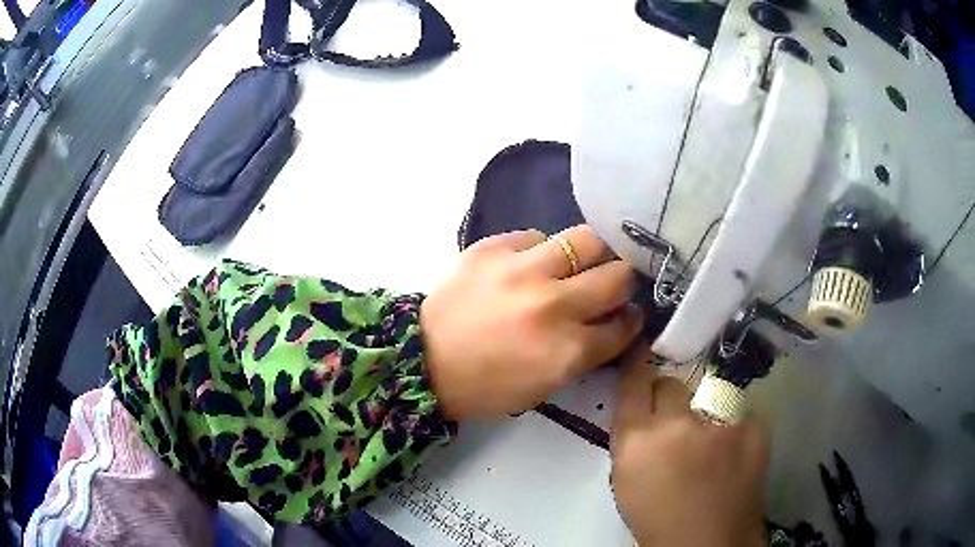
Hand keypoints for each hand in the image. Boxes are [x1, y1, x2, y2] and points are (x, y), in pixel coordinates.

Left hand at [421, 225, 643, 420]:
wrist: (423, 361)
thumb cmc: (487, 386)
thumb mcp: (547, 385)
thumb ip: (586, 352)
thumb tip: (613, 320)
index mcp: (568, 349)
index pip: (624, 324)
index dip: (631, 319)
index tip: (628, 314)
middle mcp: (553, 304)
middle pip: (618, 275)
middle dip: (623, 281)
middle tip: (611, 284)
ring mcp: (522, 269)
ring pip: (587, 239)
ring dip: (591, 254)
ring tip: (578, 264)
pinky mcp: (492, 248)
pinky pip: (536, 236)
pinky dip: (541, 250)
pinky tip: (529, 265)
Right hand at [610, 345, 768, 546]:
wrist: (709, 543)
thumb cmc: (659, 518)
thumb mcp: (628, 480)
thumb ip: (634, 440)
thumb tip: (645, 411)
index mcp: (637, 442)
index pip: (632, 383)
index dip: (636, 361)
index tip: (641, 345)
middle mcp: (677, 424)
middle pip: (671, 385)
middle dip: (670, 399)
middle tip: (679, 426)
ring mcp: (721, 423)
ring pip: (709, 397)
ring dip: (706, 417)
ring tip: (713, 450)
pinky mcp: (755, 427)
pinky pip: (739, 416)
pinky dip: (735, 431)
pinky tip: (735, 457)